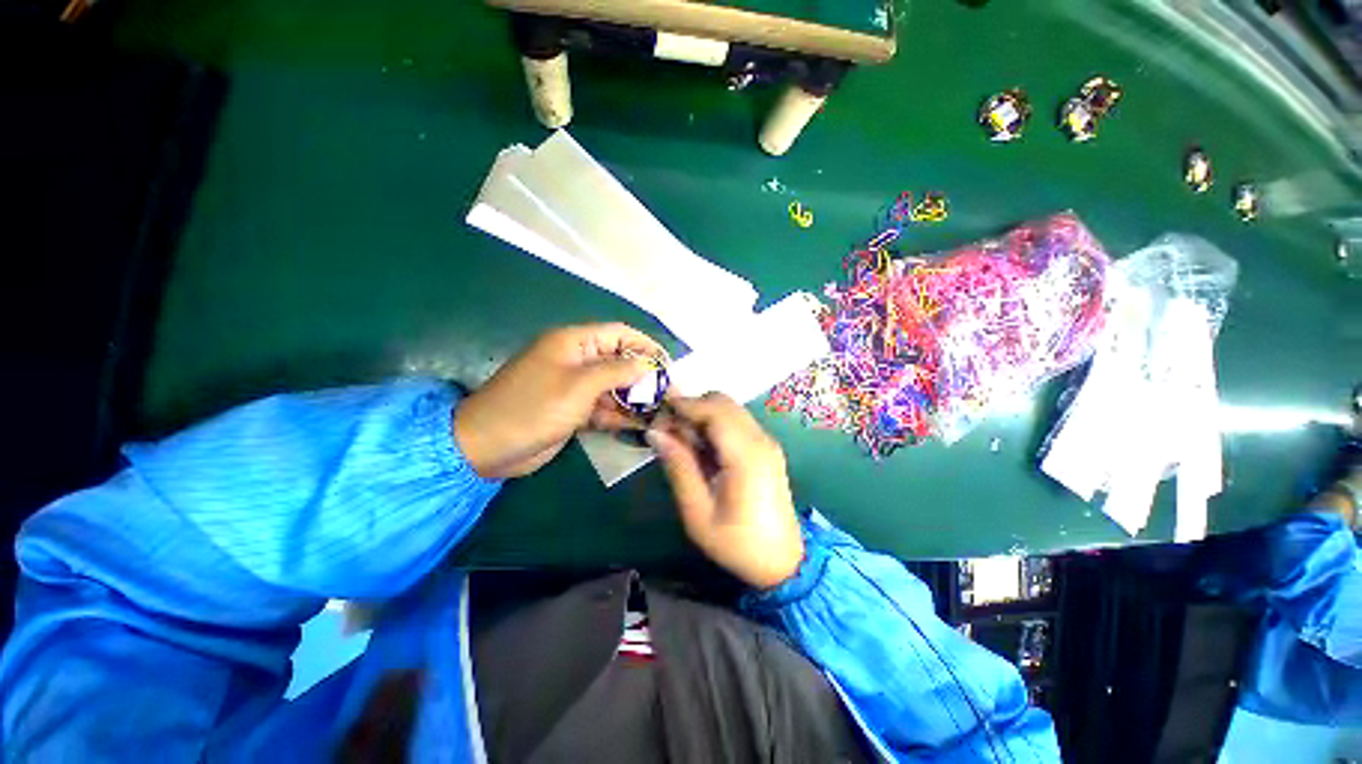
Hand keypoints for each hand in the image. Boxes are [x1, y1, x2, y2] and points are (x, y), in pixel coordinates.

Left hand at [454, 323, 662, 478]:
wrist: (486, 448)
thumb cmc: (533, 408)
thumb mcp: (579, 385)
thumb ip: (617, 372)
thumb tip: (649, 365)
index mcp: (574, 343)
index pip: (620, 334)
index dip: (646, 346)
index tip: (668, 365)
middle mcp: (577, 360)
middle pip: (620, 362)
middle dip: (644, 377)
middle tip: (668, 395)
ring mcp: (575, 387)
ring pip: (614, 387)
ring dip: (635, 399)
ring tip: (660, 413)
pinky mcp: (573, 410)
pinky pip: (603, 408)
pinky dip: (620, 416)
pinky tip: (640, 426)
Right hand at [646, 393, 803, 589]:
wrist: (783, 561)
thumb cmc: (737, 543)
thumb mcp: (698, 513)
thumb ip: (679, 467)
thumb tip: (655, 433)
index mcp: (746, 456)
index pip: (714, 410)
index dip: (684, 404)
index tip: (657, 411)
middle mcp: (760, 440)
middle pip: (722, 402)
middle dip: (692, 407)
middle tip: (667, 429)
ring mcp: (766, 442)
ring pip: (729, 408)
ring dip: (702, 414)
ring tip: (680, 440)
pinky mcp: (766, 448)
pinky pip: (736, 421)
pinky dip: (714, 424)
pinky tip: (700, 447)